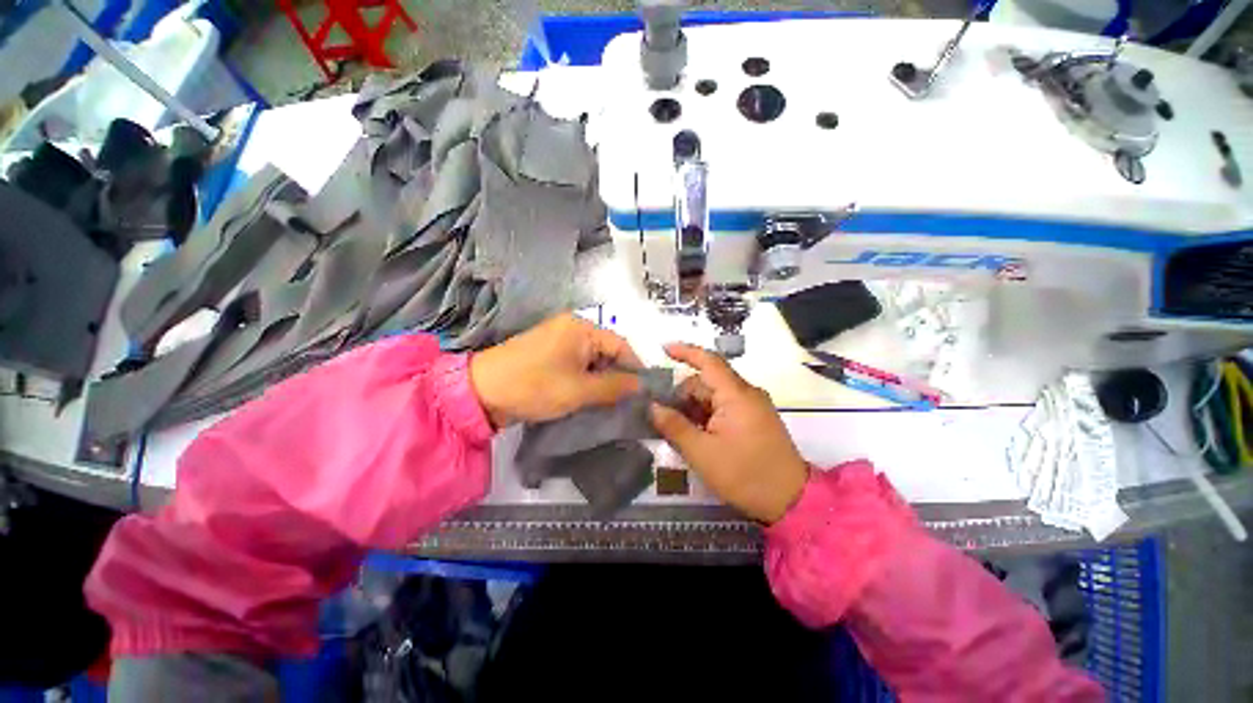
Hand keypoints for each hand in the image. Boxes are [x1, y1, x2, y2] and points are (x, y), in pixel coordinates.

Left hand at [470, 314, 641, 426]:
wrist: (481, 393)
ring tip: (609, 402)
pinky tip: (589, 395)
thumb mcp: (579, 390)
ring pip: (593, 359)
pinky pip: (577, 363)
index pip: (621, 345)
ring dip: (601, 379)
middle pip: (608, 351)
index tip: (645, 392)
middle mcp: (572, 327)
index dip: (635, 368)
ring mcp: (559, 339)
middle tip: (627, 401)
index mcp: (582, 327)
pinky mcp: (549, 353)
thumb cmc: (535, 386)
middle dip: (618, 375)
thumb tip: (642, 385)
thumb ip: (615, 386)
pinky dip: (586, 378)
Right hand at [650, 343, 807, 523]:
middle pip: (707, 382)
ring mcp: (753, 406)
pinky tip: (697, 436)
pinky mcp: (756, 419)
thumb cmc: (744, 474)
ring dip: (695, 409)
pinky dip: (707, 416)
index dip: (685, 352)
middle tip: (664, 418)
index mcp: (736, 395)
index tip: (663, 349)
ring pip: (715, 396)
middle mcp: (746, 393)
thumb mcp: (702, 452)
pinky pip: (725, 408)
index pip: (709, 361)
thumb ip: (674, 426)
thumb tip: (653, 406)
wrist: (791, 501)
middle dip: (683, 396)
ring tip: (679, 432)